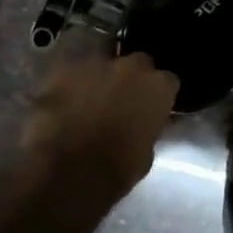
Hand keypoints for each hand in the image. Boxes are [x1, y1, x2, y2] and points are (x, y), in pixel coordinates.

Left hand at [18, 34, 179, 221]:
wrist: (66, 171)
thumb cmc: (115, 171)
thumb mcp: (146, 154)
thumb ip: (147, 128)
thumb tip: (142, 125)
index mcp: (158, 87)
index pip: (168, 82)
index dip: (158, 95)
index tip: (151, 108)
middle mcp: (131, 67)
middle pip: (138, 63)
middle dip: (131, 78)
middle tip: (121, 100)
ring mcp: (96, 63)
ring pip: (103, 62)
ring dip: (100, 77)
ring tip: (89, 98)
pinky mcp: (64, 68)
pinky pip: (72, 71)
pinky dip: (70, 83)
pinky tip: (64, 100)